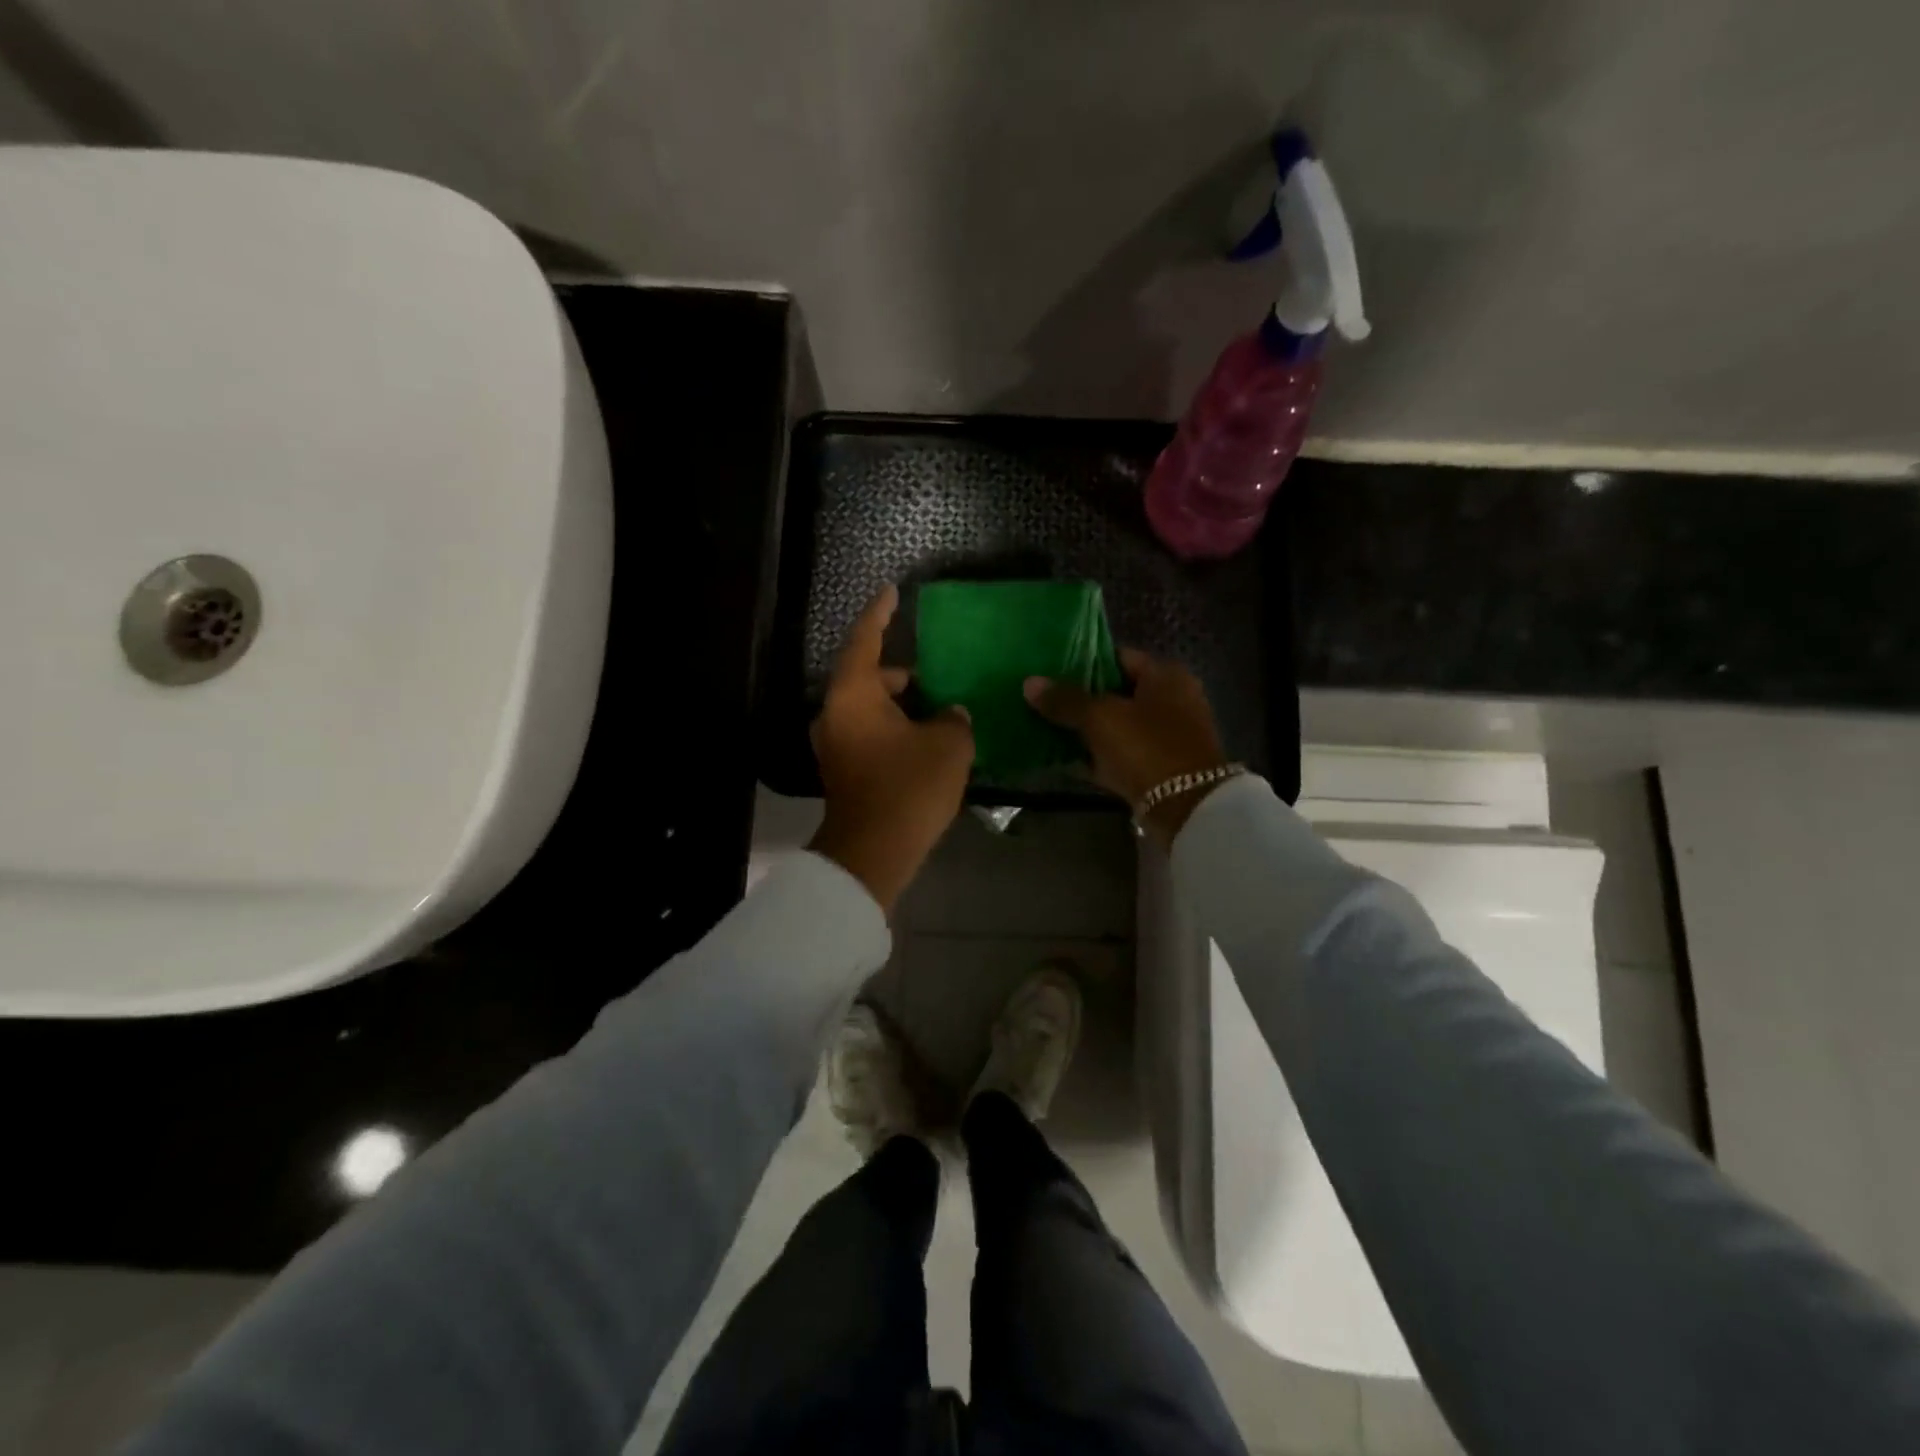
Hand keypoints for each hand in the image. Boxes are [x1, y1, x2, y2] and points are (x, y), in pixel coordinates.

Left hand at [808, 584, 974, 912]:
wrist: (873, 852)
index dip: (880, 613)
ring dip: (899, 705)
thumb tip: (950, 714)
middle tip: (933, 675)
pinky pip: (869, 732)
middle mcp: (835, 713)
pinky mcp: (842, 769)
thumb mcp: (949, 744)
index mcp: (853, 695)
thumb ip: (954, 718)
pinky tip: (924, 739)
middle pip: (866, 677)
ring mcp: (835, 744)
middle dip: (900, 673)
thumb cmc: (909, 787)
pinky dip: (892, 728)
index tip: (891, 592)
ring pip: (868, 708)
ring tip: (937, 710)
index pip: (865, 639)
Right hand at [1024, 648, 1229, 845]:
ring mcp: (1168, 735)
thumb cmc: (1146, 747)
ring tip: (1047, 727)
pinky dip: (1098, 755)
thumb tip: (1029, 682)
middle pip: (1117, 692)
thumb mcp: (1100, 718)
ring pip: (1117, 725)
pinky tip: (1065, 759)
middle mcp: (1173, 699)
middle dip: (1081, 698)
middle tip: (1043, 701)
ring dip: (1087, 729)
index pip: (1118, 656)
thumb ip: (1065, 700)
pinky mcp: (1160, 766)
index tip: (1050, 671)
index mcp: (1166, 675)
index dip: (1083, 662)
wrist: (1186, 807)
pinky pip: (1121, 753)